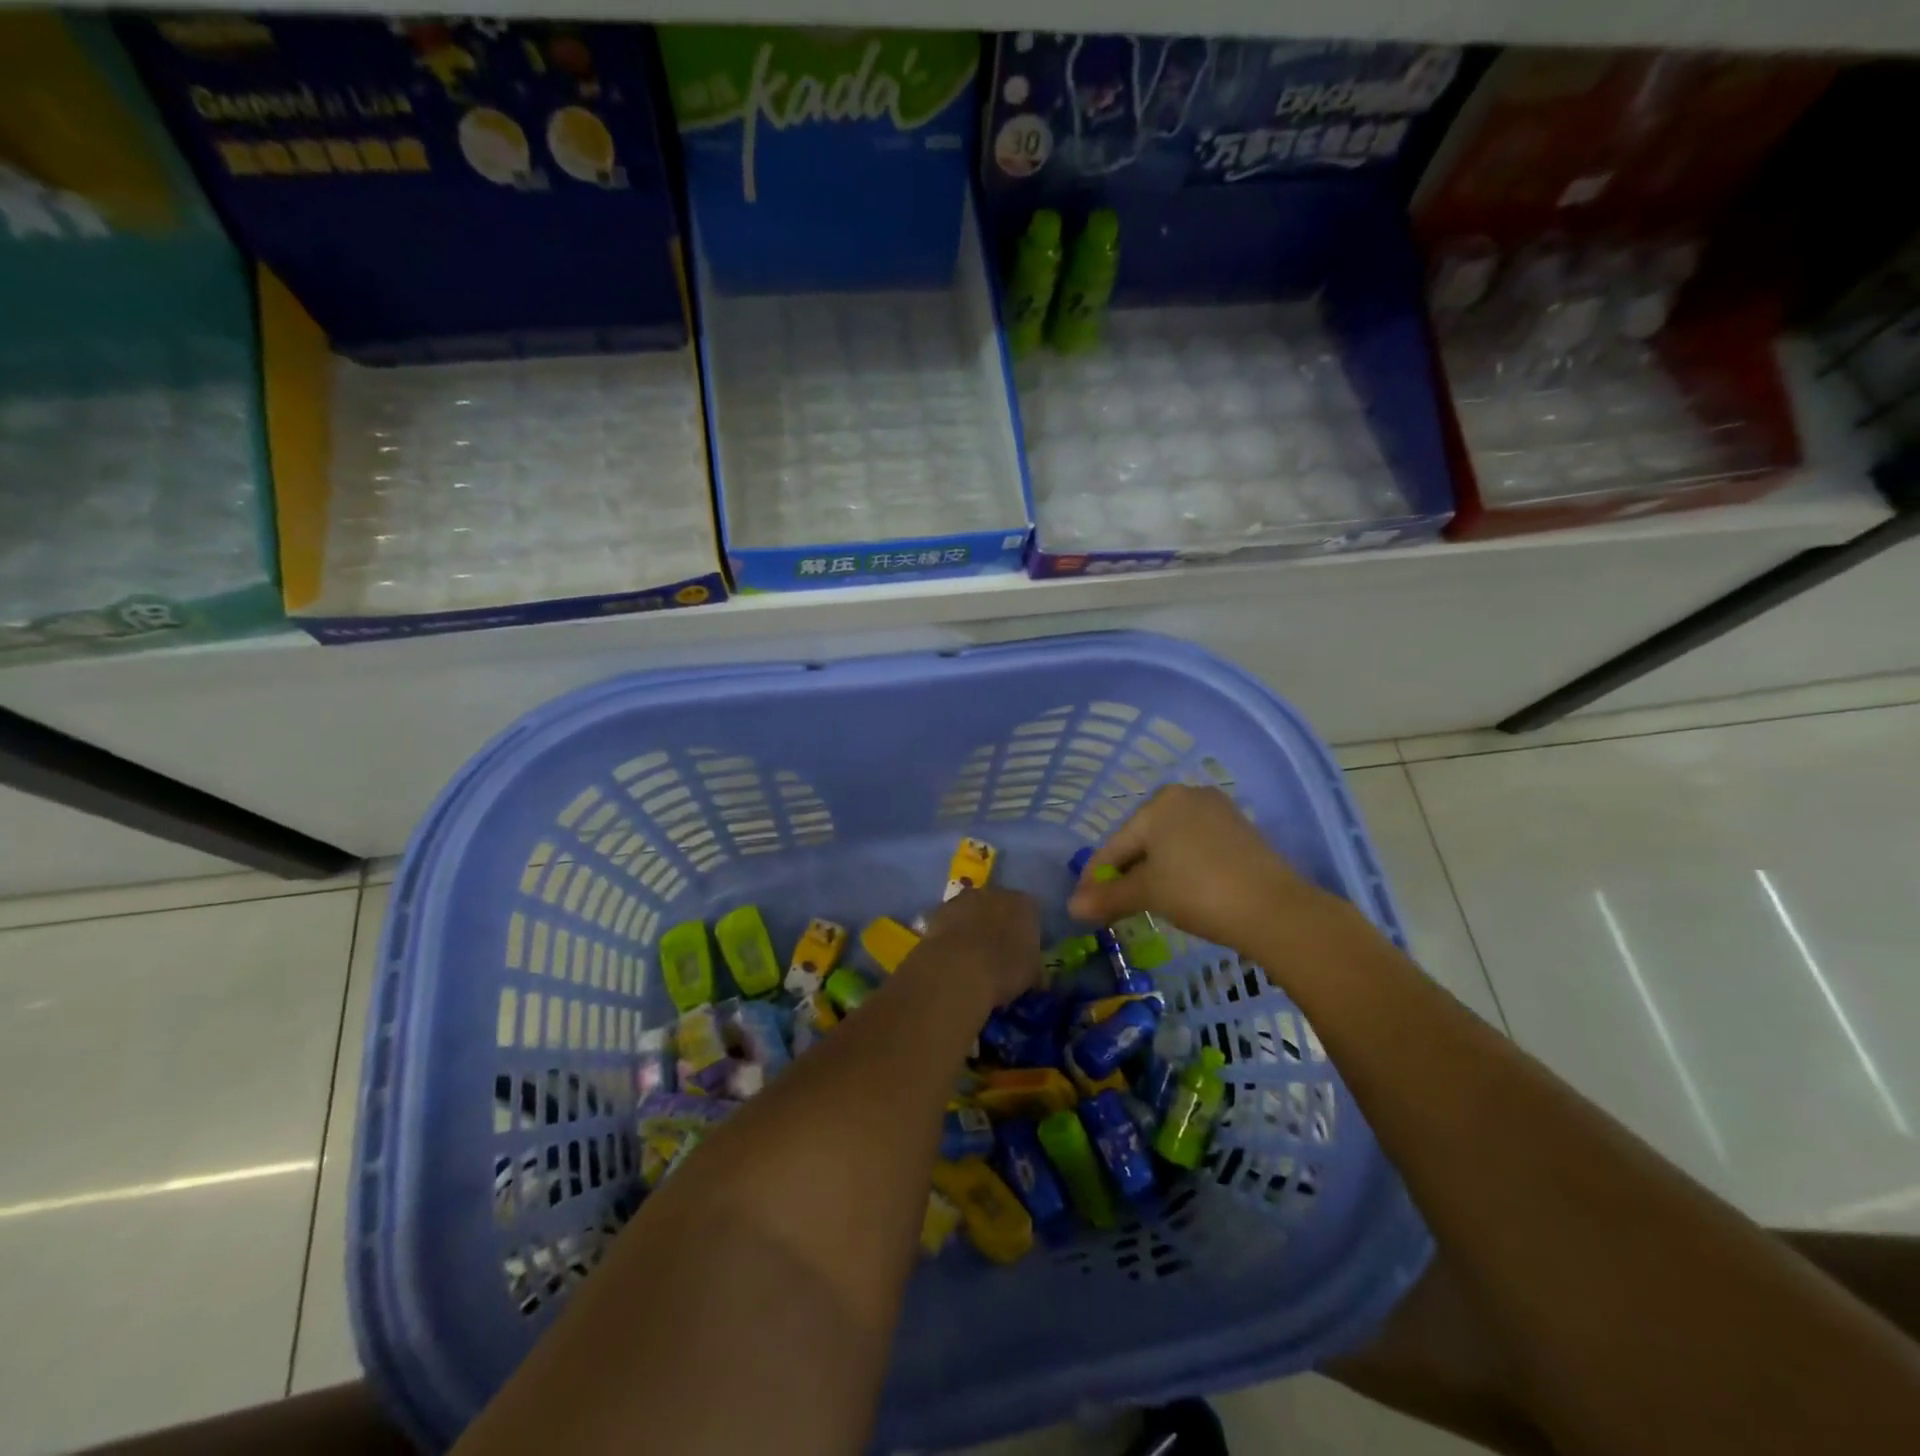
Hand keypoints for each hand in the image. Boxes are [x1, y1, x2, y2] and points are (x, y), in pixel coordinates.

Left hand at [913, 887, 1042, 1006]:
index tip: (1023, 952)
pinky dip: (953, 933)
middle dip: (999, 924)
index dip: (1028, 932)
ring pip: (973, 910)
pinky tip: (952, 955)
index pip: (1031, 912)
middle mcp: (996, 892)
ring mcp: (964, 898)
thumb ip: (1035, 968)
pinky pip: (951, 920)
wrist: (956, 969)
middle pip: (1000, 906)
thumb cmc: (1004, 970)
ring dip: (973, 926)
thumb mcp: (1032, 976)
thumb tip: (1037, 975)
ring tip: (972, 956)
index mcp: (1025, 904)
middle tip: (998, 953)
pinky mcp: (939, 910)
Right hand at [1068, 785, 1327, 947]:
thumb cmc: (1198, 891)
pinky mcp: (1241, 831)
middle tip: (1112, 905)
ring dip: (1153, 872)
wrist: (1274, 910)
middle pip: (1143, 839)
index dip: (1096, 876)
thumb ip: (1108, 897)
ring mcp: (1217, 811)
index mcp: (1159, 802)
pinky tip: (1179, 892)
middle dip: (1126, 872)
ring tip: (1144, 902)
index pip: (1116, 843)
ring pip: (1170, 844)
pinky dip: (1180, 868)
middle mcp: (1187, 796)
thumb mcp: (1147, 894)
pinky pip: (1196, 848)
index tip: (1082, 902)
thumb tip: (1072, 907)